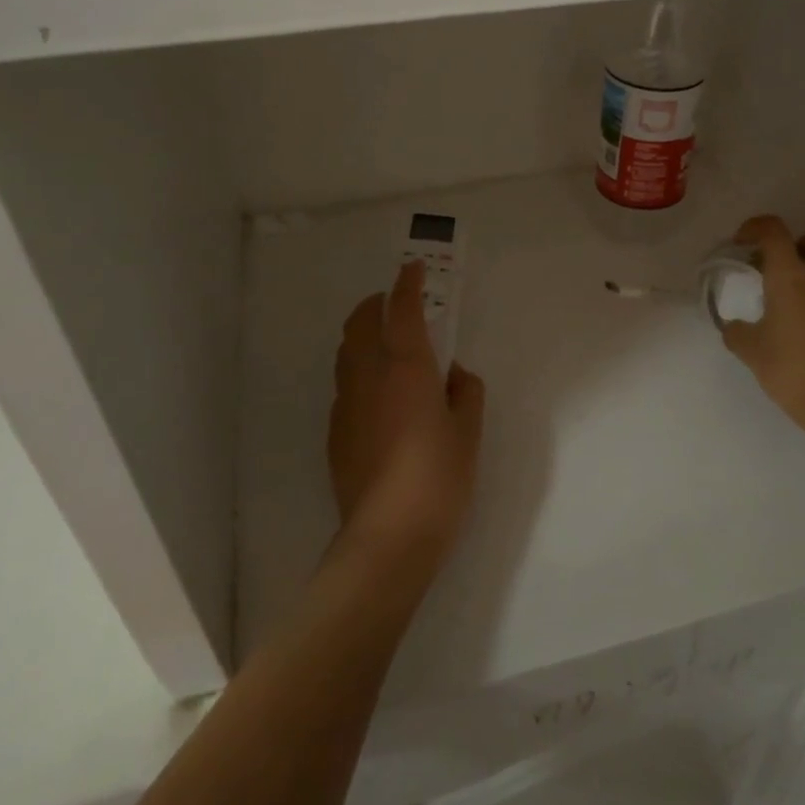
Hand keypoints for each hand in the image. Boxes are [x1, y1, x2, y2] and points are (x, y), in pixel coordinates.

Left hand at [329, 261, 485, 572]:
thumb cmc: (439, 477)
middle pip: (362, 323)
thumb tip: (453, 374)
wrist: (388, 537)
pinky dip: (358, 371)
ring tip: (385, 344)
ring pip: (347, 352)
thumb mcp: (469, 432)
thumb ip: (465, 392)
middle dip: (376, 303)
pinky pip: (345, 385)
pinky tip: (377, 395)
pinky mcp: (335, 432)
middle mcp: (370, 376)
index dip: (407, 283)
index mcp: (408, 368)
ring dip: (363, 335)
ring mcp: (346, 404)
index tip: (411, 267)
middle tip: (395, 303)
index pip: (403, 310)